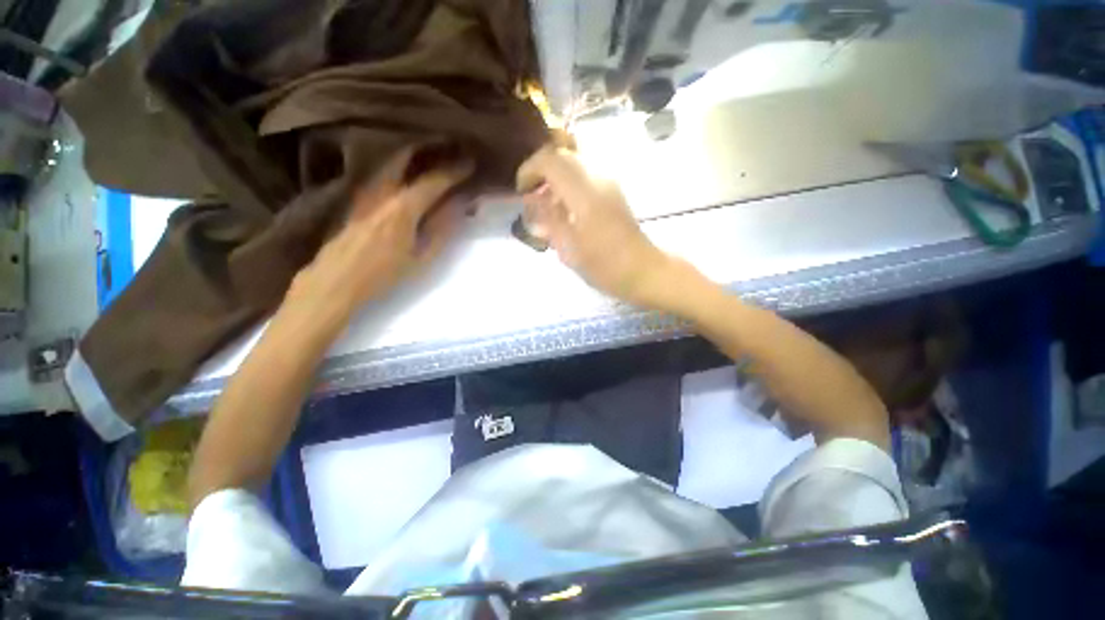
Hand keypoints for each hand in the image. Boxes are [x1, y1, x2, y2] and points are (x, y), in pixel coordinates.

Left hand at [286, 161, 472, 318]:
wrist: (336, 281)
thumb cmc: (385, 274)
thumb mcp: (422, 257)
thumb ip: (443, 228)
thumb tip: (460, 204)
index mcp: (403, 207)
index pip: (434, 180)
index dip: (455, 171)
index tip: (470, 163)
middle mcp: (382, 190)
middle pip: (404, 155)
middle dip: (428, 148)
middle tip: (447, 148)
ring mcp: (366, 191)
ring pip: (390, 162)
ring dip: (413, 156)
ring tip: (431, 157)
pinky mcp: (357, 198)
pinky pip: (382, 173)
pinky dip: (399, 168)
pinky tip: (408, 175)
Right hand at [517, 145, 673, 307]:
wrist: (643, 270)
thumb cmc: (604, 265)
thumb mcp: (568, 247)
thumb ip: (548, 218)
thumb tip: (531, 199)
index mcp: (584, 191)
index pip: (551, 159)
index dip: (530, 169)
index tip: (521, 191)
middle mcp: (598, 177)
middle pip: (564, 154)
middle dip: (542, 170)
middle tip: (531, 194)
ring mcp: (609, 183)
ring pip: (575, 163)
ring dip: (556, 177)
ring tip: (546, 204)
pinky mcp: (614, 192)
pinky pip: (586, 176)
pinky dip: (569, 185)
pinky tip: (565, 210)